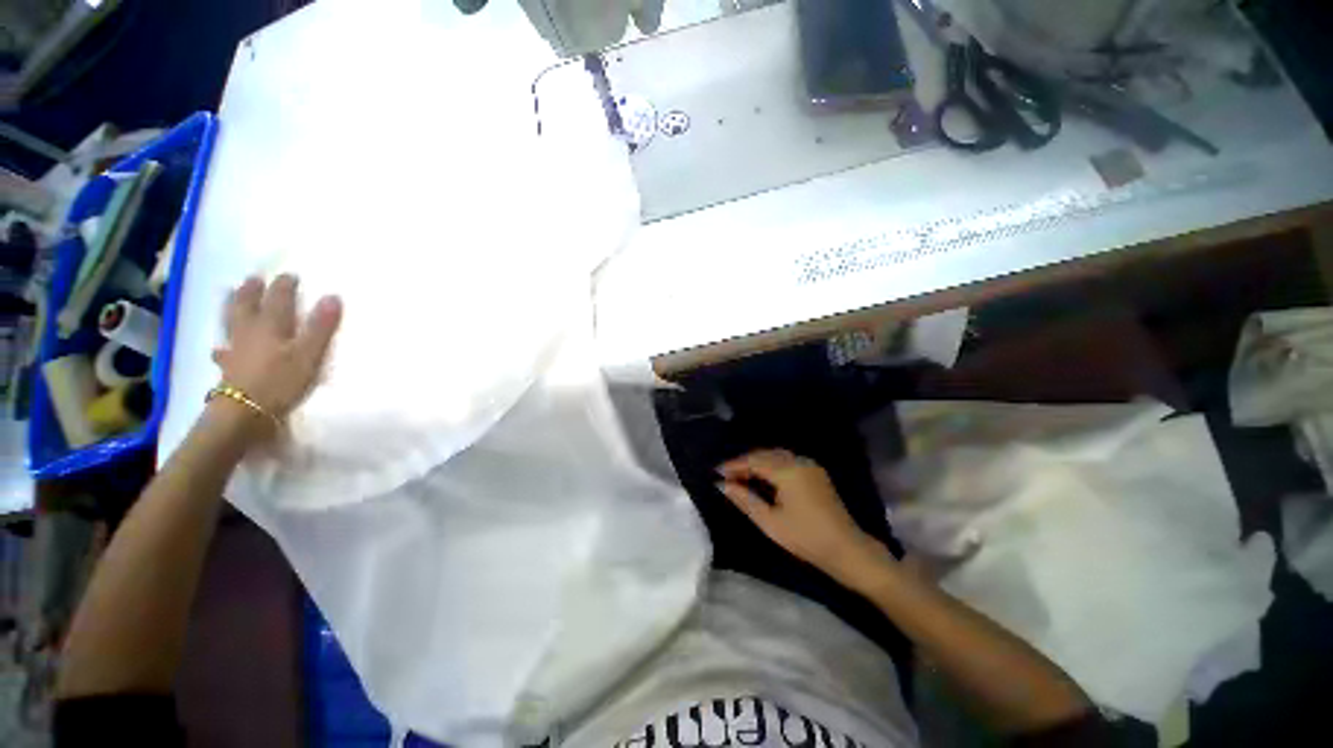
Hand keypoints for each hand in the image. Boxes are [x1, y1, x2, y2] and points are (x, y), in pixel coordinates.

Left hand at [211, 274, 341, 424]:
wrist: (244, 414)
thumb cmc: (280, 381)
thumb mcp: (309, 354)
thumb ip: (321, 327)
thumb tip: (333, 296)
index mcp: (270, 326)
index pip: (278, 299)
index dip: (284, 286)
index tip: (291, 276)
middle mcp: (248, 332)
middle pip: (246, 305)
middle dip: (251, 291)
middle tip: (254, 279)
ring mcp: (235, 350)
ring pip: (231, 323)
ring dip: (231, 308)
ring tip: (229, 298)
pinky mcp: (228, 369)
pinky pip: (223, 350)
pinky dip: (223, 345)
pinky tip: (220, 349)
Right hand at [717, 449, 888, 586]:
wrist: (847, 549)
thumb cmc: (806, 538)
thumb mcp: (770, 521)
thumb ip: (744, 499)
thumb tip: (721, 485)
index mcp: (787, 470)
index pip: (754, 460)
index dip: (733, 465)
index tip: (716, 472)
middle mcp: (799, 461)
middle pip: (764, 454)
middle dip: (744, 462)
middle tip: (726, 475)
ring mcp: (810, 465)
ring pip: (776, 455)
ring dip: (757, 462)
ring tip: (740, 476)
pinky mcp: (815, 472)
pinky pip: (787, 460)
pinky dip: (771, 465)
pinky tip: (762, 477)